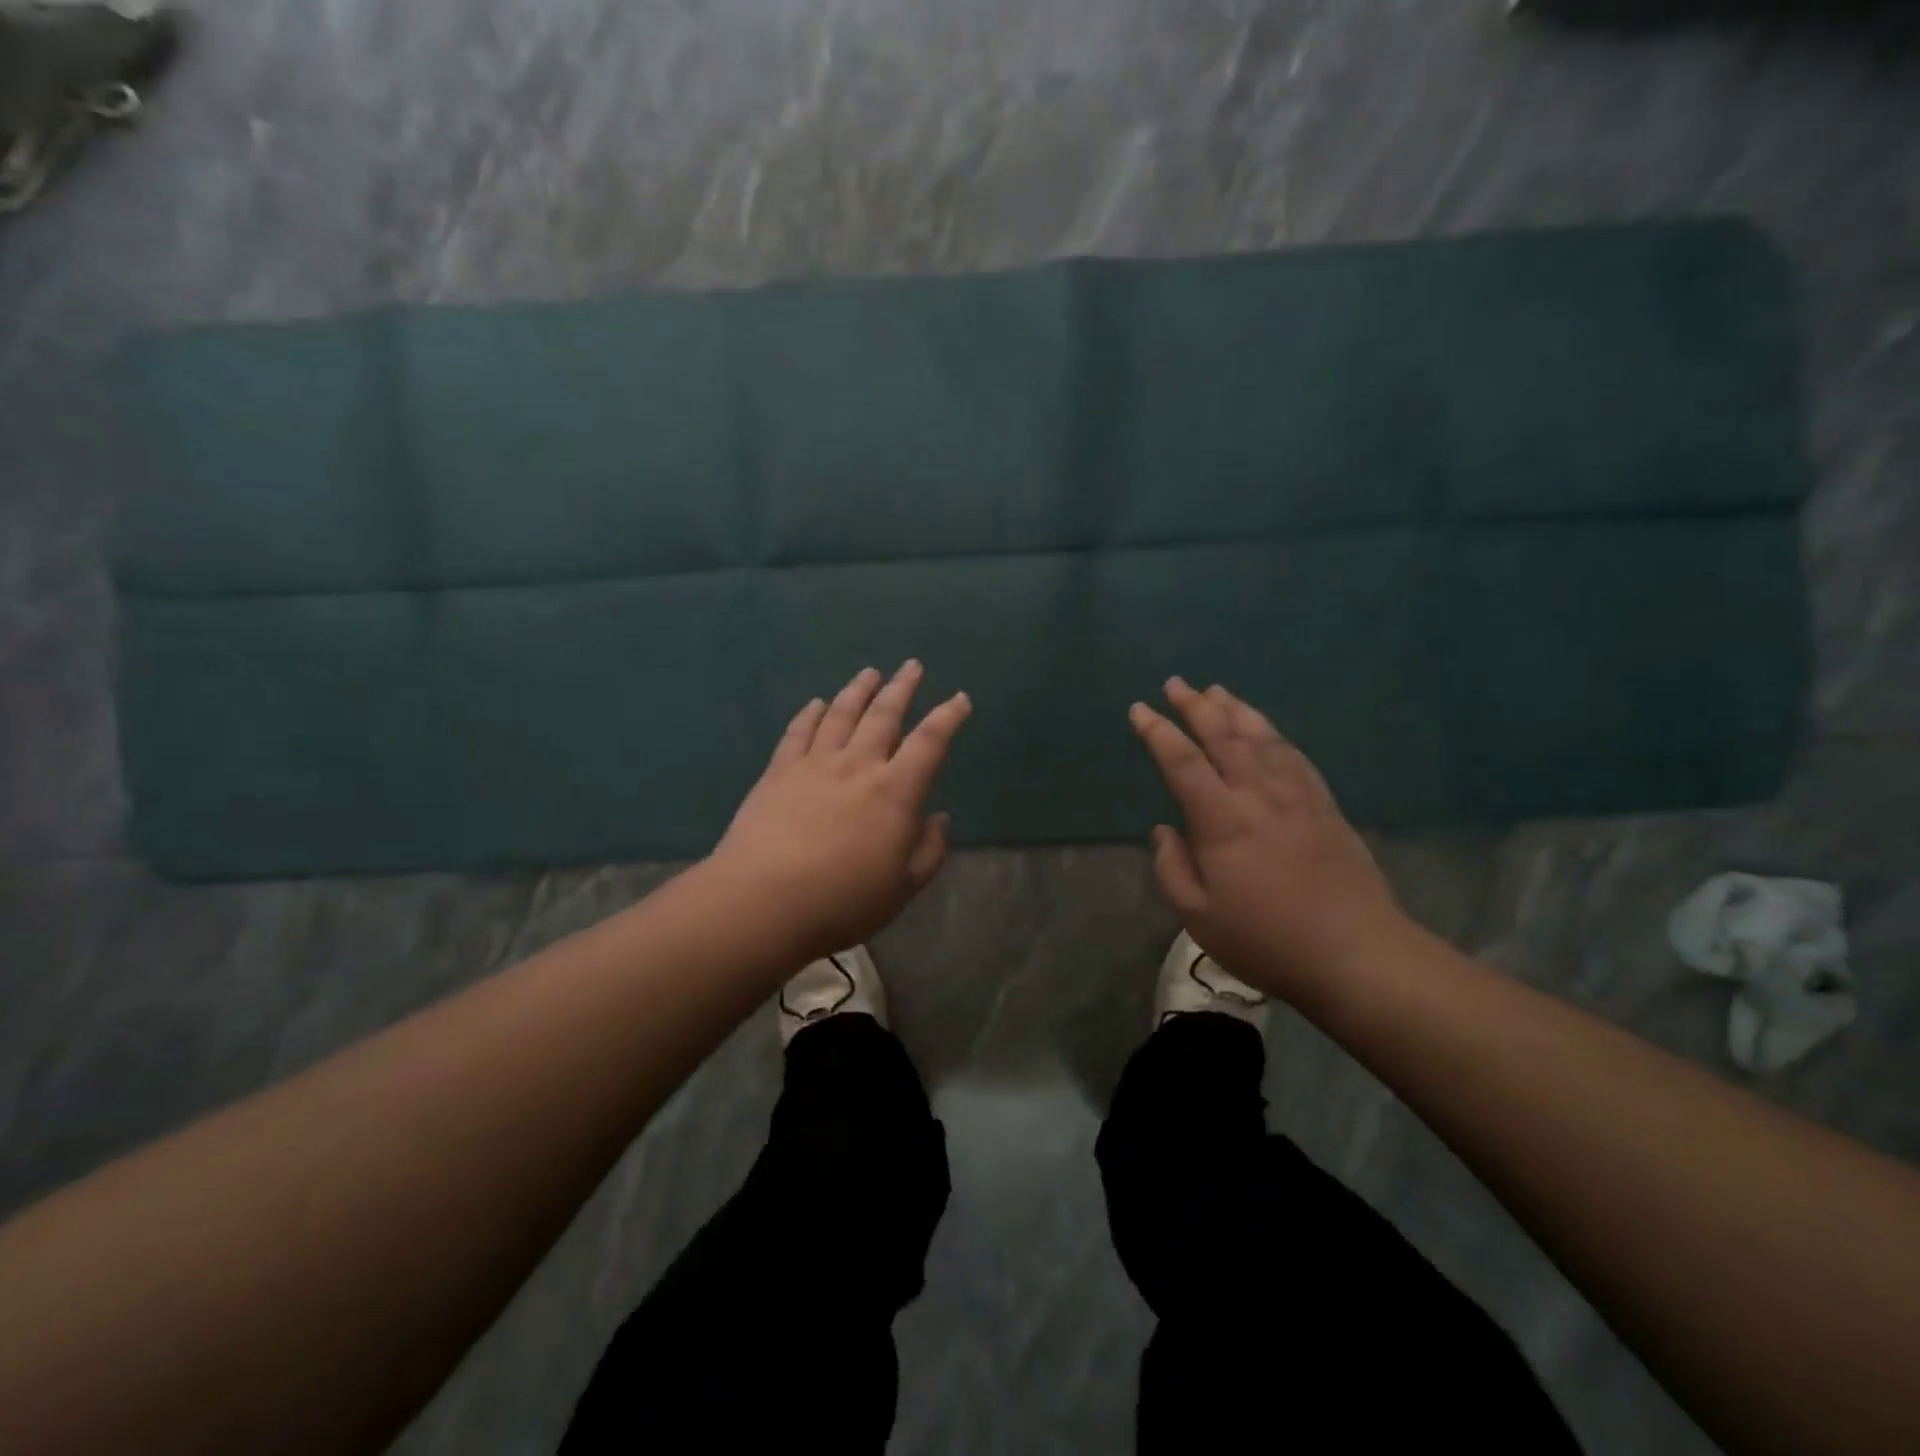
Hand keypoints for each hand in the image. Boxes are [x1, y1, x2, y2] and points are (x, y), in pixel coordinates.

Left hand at [710, 662, 971, 961]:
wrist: (762, 902)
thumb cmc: (842, 901)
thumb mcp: (903, 887)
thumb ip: (929, 849)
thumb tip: (938, 818)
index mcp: (894, 791)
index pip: (929, 742)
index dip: (948, 717)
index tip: (959, 699)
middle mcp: (857, 765)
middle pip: (884, 715)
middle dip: (902, 688)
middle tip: (911, 666)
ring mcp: (814, 764)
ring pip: (841, 714)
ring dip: (859, 690)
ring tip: (870, 673)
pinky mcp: (778, 772)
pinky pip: (798, 732)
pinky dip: (811, 713)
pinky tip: (817, 703)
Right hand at [1130, 678, 1414, 1001]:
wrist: (1356, 954)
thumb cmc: (1267, 940)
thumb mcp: (1199, 917)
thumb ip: (1173, 869)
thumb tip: (1164, 831)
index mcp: (1223, 821)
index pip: (1183, 762)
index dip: (1158, 732)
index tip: (1140, 710)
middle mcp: (1259, 795)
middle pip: (1224, 737)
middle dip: (1196, 706)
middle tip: (1176, 683)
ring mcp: (1298, 797)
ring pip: (1262, 739)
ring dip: (1236, 711)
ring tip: (1217, 691)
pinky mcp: (1326, 807)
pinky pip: (1295, 757)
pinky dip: (1275, 735)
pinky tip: (1267, 729)